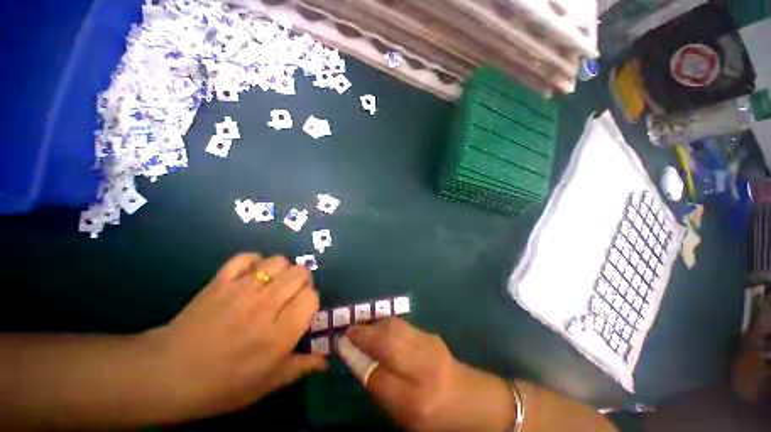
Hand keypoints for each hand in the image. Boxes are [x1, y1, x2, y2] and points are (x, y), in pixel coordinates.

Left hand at [144, 253, 326, 419]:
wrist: (167, 374)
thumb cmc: (222, 386)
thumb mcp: (266, 384)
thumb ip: (300, 367)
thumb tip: (326, 361)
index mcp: (280, 333)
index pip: (312, 297)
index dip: (310, 300)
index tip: (301, 310)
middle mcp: (266, 306)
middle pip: (300, 273)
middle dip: (302, 281)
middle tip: (290, 294)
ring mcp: (242, 289)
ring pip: (279, 261)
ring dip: (282, 270)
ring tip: (273, 284)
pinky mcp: (221, 280)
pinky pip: (247, 257)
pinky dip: (254, 262)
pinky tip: (251, 275)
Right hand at [345, 318, 515, 431]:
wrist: (472, 399)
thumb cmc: (436, 417)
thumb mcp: (405, 416)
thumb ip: (381, 389)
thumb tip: (360, 362)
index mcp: (414, 401)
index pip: (375, 375)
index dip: (356, 359)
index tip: (343, 347)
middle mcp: (421, 370)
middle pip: (385, 344)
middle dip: (363, 335)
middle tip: (349, 331)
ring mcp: (429, 348)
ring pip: (394, 327)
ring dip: (374, 324)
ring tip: (362, 326)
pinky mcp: (432, 335)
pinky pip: (403, 325)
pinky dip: (387, 323)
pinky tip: (380, 326)